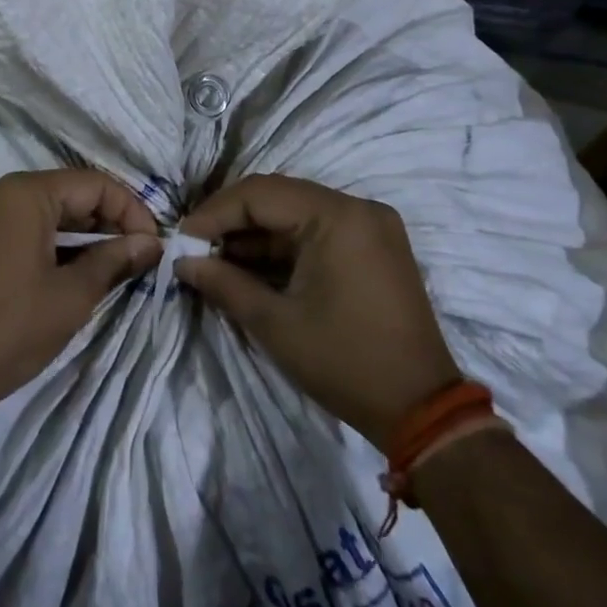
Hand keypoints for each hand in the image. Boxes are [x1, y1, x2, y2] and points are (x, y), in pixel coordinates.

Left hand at [0, 170, 161, 410]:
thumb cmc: (12, 327)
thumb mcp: (73, 294)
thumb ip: (115, 260)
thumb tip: (151, 244)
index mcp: (23, 193)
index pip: (92, 184)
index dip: (130, 210)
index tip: (154, 245)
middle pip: (67, 192)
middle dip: (106, 221)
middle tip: (138, 256)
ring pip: (44, 210)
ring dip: (81, 233)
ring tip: (112, 265)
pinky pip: (21, 226)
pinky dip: (52, 242)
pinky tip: (73, 270)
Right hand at [176, 175, 459, 445]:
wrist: (423, 412)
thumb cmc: (345, 363)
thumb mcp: (275, 324)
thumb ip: (224, 283)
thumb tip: (183, 262)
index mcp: (337, 216)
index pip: (260, 194)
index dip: (214, 213)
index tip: (182, 239)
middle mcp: (357, 207)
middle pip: (278, 196)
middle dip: (232, 220)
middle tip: (195, 246)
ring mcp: (370, 225)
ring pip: (296, 211)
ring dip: (256, 233)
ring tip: (216, 258)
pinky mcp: (374, 244)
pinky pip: (317, 229)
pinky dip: (283, 245)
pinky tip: (251, 264)